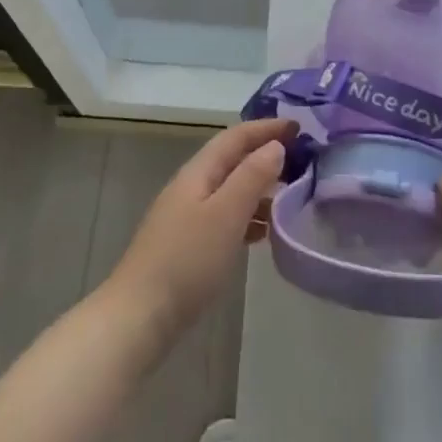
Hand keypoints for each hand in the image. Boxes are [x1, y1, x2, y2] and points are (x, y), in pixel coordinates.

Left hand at [107, 118, 293, 344]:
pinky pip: (225, 217)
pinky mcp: (188, 244)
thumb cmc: (187, 260)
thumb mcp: (226, 214)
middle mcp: (191, 186)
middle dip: (265, 155)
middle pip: (232, 160)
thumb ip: (252, 176)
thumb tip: (275, 146)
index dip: (266, 128)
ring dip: (259, 188)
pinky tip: (262, 234)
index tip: (298, 126)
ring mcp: (187, 216)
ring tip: (289, 199)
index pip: (235, 137)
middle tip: (301, 161)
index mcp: (198, 172)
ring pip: (230, 190)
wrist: (140, 316)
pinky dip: (247, 216)